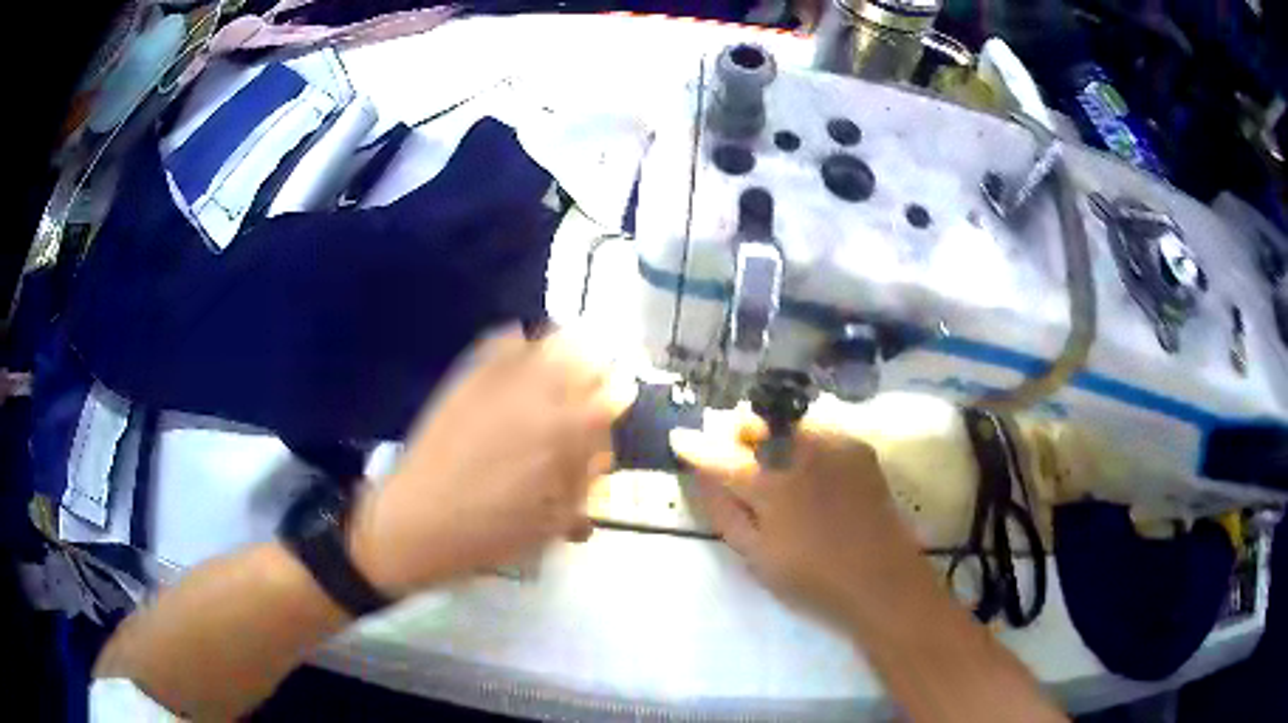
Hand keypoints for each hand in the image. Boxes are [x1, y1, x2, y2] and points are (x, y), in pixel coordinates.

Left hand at [349, 326, 635, 597]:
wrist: (418, 521)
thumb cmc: (490, 533)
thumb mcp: (551, 525)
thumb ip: (583, 487)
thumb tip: (598, 458)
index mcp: (567, 433)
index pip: (614, 395)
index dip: (617, 401)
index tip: (613, 409)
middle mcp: (540, 394)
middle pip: (587, 355)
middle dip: (595, 370)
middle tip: (587, 391)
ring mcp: (501, 379)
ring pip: (550, 339)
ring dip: (563, 353)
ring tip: (558, 371)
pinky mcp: (468, 376)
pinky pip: (504, 340)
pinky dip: (520, 346)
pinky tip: (518, 364)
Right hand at [670, 413, 926, 622]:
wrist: (882, 581)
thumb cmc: (812, 580)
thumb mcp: (756, 556)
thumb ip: (725, 512)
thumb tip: (702, 477)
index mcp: (771, 486)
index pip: (720, 456)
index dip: (695, 446)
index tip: (679, 438)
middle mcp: (801, 453)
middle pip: (756, 422)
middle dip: (736, 431)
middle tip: (732, 452)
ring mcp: (835, 445)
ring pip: (788, 420)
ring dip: (770, 431)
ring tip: (769, 457)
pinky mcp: (858, 448)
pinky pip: (820, 427)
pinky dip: (802, 437)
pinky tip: (805, 463)